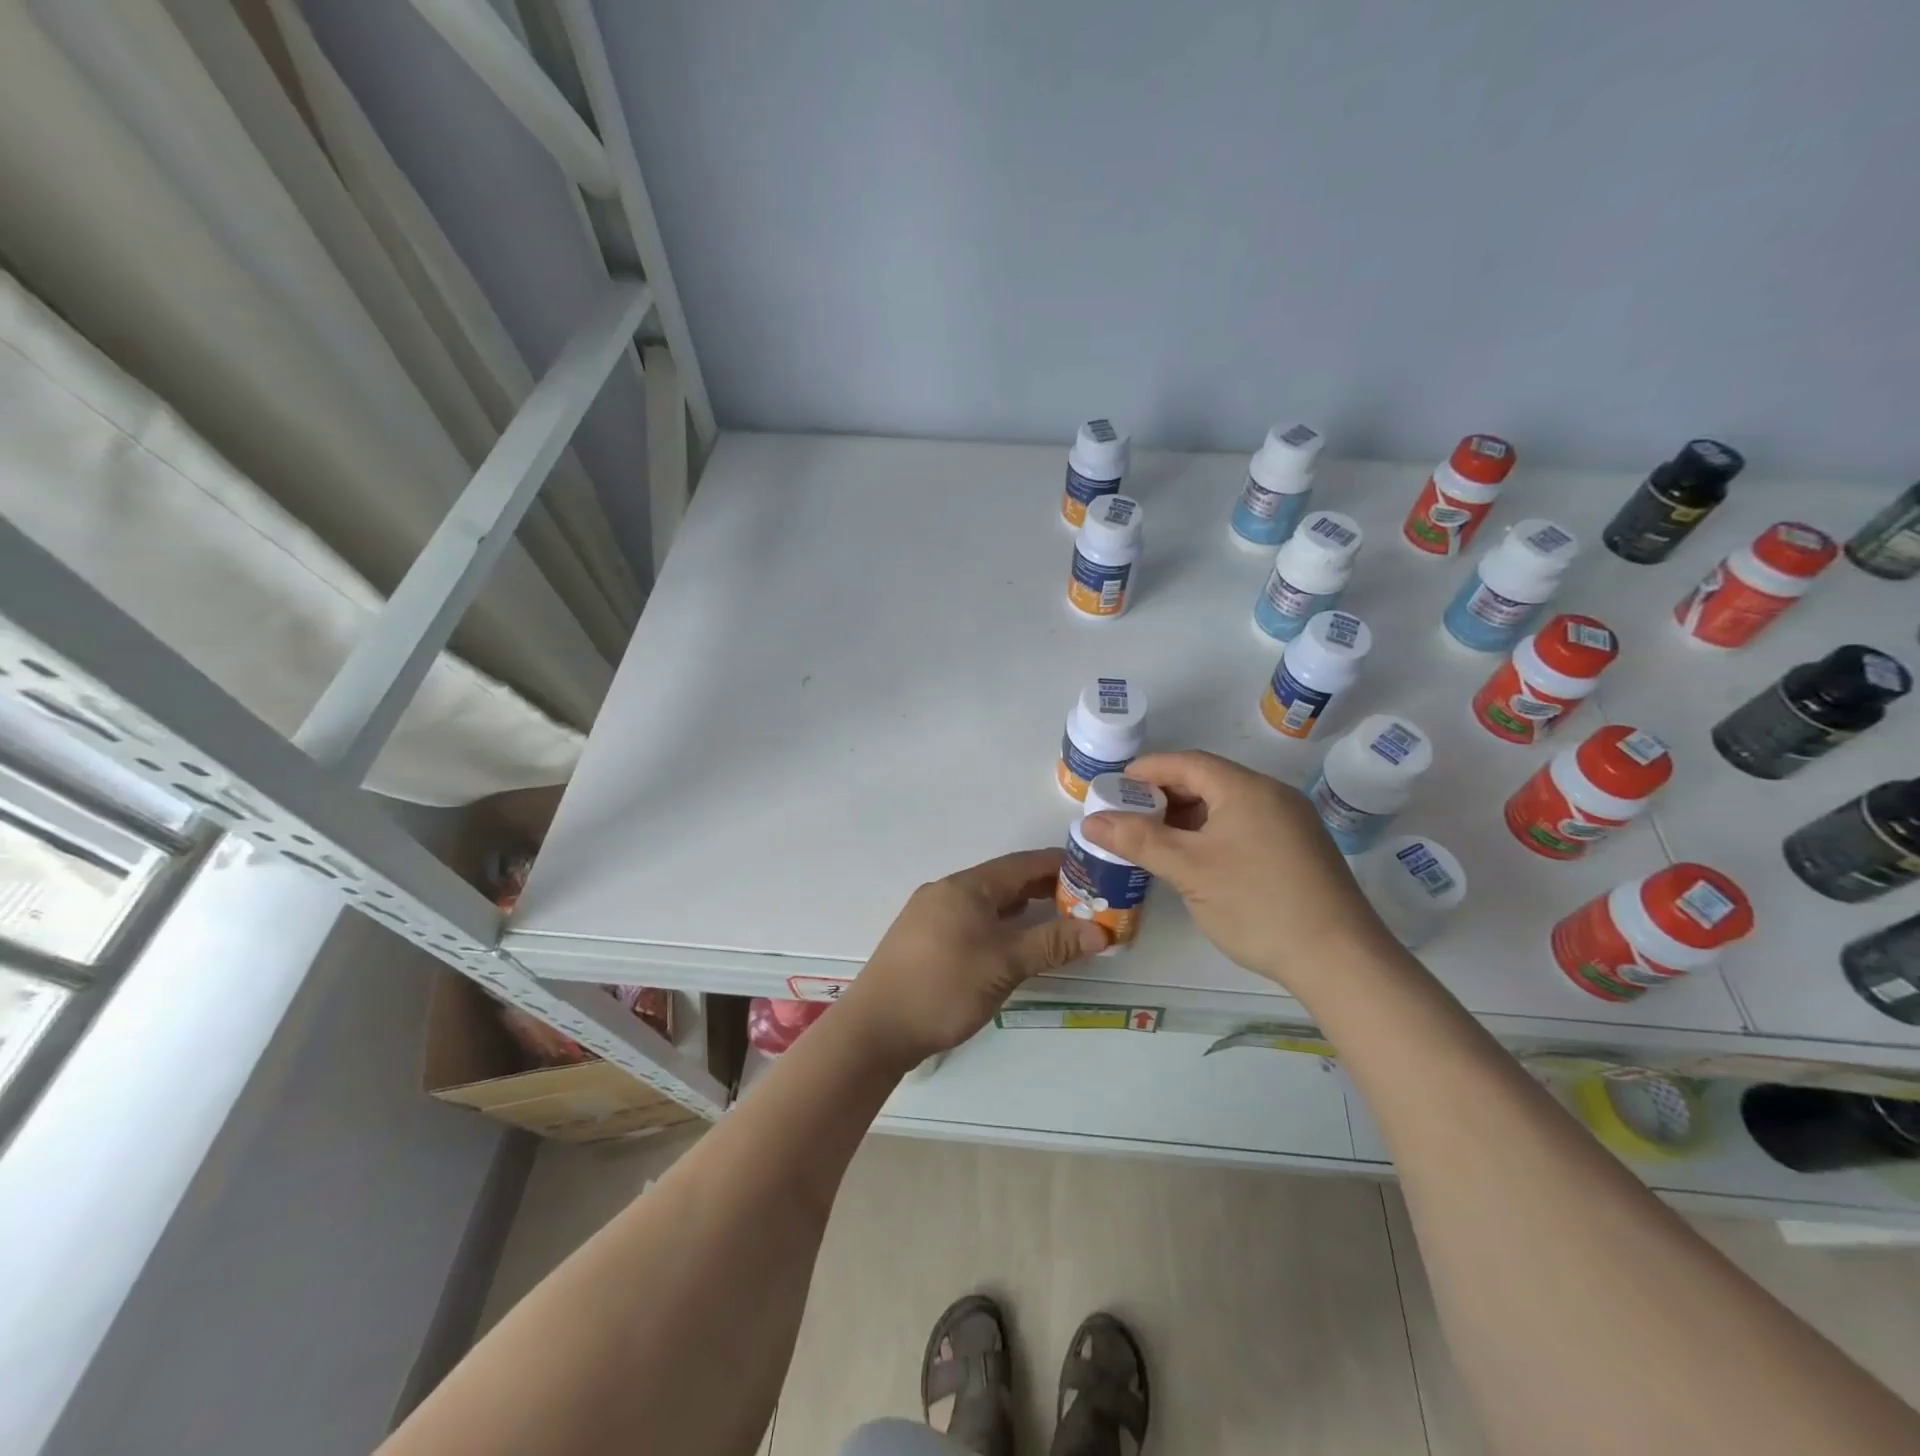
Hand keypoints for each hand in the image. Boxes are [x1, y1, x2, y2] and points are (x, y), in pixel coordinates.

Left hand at [839, 849, 1107, 1069]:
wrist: (875, 1029)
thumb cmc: (942, 988)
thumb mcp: (1004, 965)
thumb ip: (1052, 944)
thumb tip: (1102, 931)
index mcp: (965, 887)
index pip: (1021, 864)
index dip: (1059, 865)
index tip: (1094, 871)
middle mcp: (947, 892)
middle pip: (1004, 881)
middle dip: (1044, 888)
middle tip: (1085, 900)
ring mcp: (931, 914)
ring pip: (987, 902)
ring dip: (1021, 908)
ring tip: (1058, 919)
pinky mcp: (924, 939)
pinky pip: (971, 919)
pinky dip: (999, 924)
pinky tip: (1013, 942)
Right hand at [1079, 750, 1398, 1002]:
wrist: (1341, 960)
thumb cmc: (1257, 904)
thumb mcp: (1189, 870)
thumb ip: (1138, 840)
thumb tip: (1090, 821)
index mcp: (1247, 788)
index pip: (1186, 762)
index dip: (1146, 771)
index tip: (1113, 788)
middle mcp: (1272, 795)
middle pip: (1207, 781)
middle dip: (1164, 796)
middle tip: (1128, 818)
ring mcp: (1291, 823)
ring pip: (1226, 806)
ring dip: (1187, 818)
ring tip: (1155, 841)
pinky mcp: (1299, 850)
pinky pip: (1245, 826)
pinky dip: (1212, 834)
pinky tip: (1196, 861)